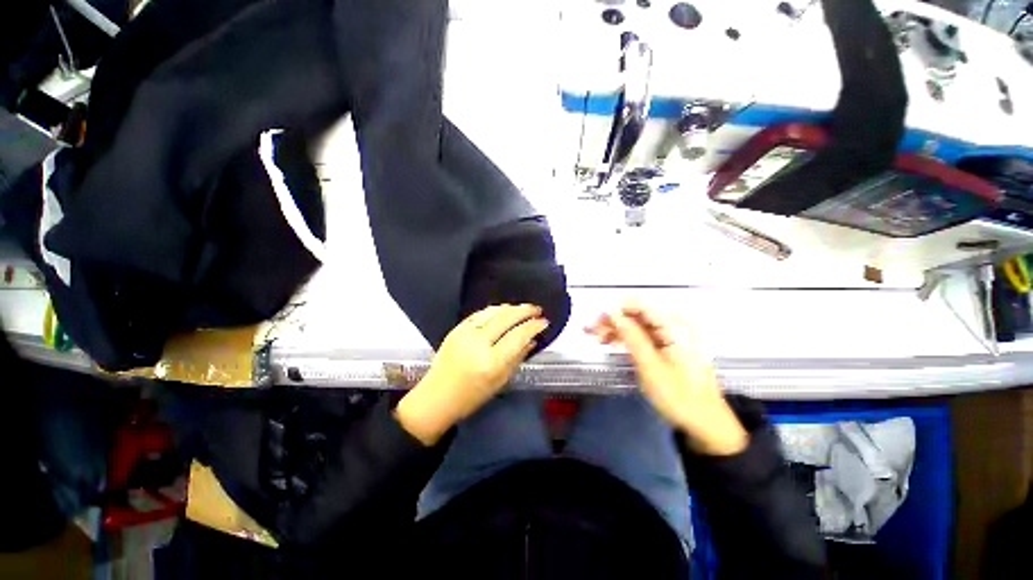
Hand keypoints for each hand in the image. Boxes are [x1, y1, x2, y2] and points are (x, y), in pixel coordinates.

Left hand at [396, 304, 548, 445]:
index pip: (518, 336)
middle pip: (506, 318)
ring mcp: (465, 333)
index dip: (533, 326)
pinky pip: (479, 313)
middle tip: (537, 309)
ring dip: (510, 308)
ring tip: (522, 309)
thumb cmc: (472, 396)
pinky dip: (494, 310)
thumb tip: (532, 340)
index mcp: (491, 362)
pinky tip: (503, 311)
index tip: (544, 322)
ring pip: (492, 312)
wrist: (437, 397)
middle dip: (524, 311)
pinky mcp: (456, 329)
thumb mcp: (500, 382)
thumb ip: (517, 358)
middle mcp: (478, 343)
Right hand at [585, 300, 747, 455]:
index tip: (597, 319)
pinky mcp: (670, 345)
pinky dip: (628, 337)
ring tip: (597, 337)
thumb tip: (612, 314)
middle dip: (614, 320)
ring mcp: (674, 335)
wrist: (706, 423)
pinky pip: (645, 334)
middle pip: (639, 314)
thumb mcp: (650, 367)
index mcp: (677, 327)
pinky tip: (613, 342)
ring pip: (639, 324)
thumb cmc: (679, 397)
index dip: (617, 309)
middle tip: (591, 330)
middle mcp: (676, 325)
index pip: (641, 305)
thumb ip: (631, 337)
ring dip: (618, 329)